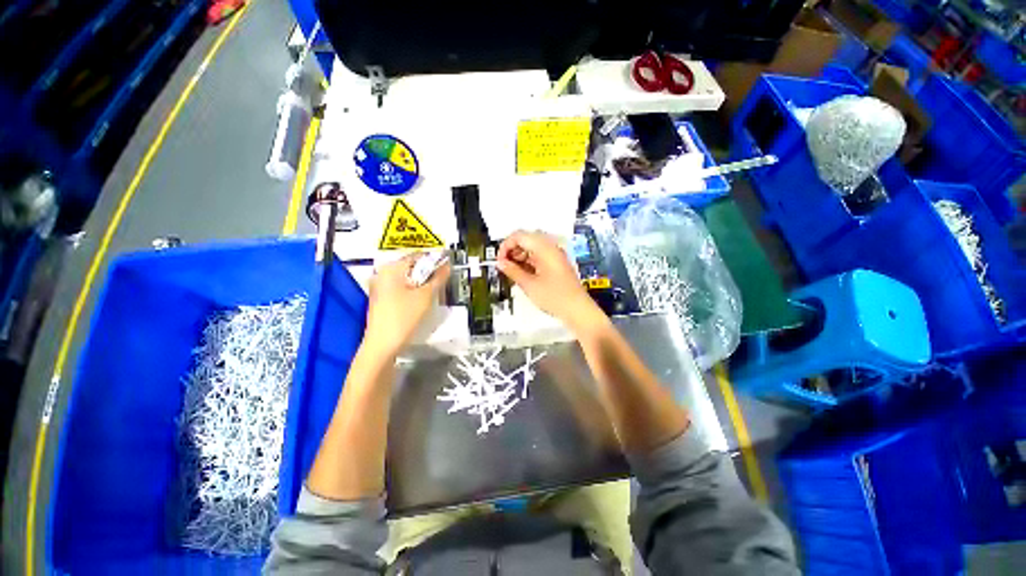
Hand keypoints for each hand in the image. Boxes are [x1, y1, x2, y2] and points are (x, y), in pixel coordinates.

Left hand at [363, 253, 449, 355]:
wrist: (383, 345)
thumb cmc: (403, 317)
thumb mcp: (426, 296)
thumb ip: (438, 278)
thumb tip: (447, 266)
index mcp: (391, 269)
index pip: (417, 256)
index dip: (434, 261)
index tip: (446, 269)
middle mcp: (382, 274)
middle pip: (411, 267)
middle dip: (428, 274)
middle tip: (440, 283)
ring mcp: (379, 287)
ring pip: (407, 279)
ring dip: (421, 284)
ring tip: (432, 293)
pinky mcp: (381, 299)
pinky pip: (400, 289)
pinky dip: (412, 292)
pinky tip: (420, 302)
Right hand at [497, 231, 599, 327]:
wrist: (577, 310)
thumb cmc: (556, 298)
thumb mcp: (529, 285)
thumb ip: (512, 271)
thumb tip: (501, 263)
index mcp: (545, 248)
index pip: (520, 235)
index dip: (506, 246)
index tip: (499, 260)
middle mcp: (551, 247)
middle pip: (526, 239)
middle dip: (512, 250)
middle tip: (505, 266)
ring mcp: (555, 255)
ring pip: (532, 248)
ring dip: (520, 256)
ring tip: (513, 272)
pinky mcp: (557, 264)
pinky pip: (539, 256)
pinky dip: (529, 262)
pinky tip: (524, 274)